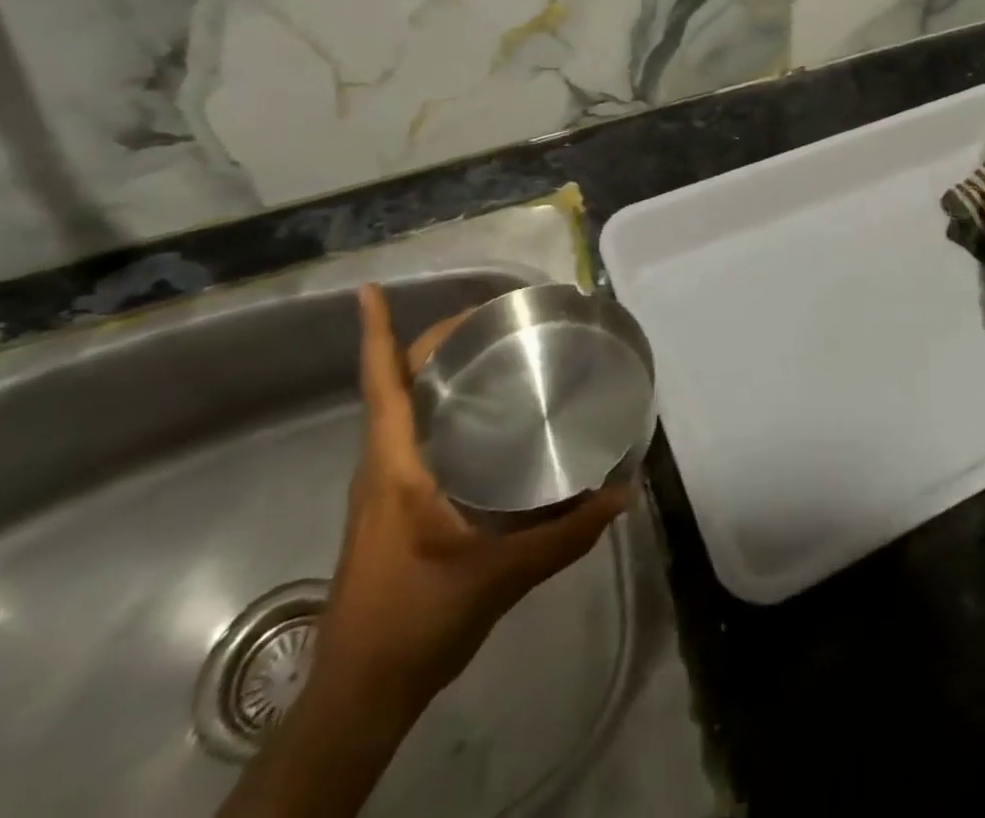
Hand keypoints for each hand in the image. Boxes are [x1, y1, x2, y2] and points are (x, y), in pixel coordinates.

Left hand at [311, 284, 628, 719]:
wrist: (361, 695)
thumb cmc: (416, 621)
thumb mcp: (499, 577)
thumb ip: (566, 535)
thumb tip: (622, 493)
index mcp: (395, 467)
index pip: (382, 385)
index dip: (373, 333)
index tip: (369, 289)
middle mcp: (383, 465)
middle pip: (396, 385)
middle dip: (432, 343)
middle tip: (489, 317)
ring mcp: (384, 487)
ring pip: (403, 411)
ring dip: (435, 374)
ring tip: (491, 353)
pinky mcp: (394, 507)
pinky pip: (413, 439)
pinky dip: (440, 410)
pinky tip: (483, 420)